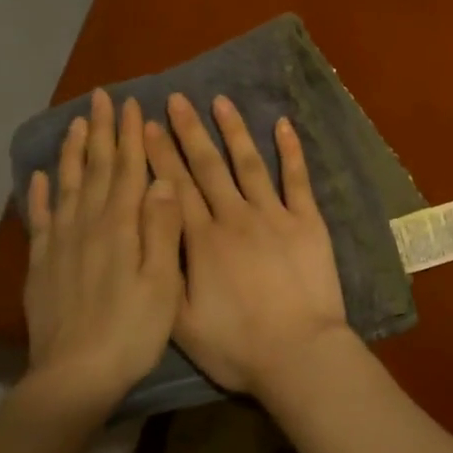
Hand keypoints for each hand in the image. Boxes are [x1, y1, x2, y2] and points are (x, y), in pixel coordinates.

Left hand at [21, 88, 183, 412]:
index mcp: (119, 226)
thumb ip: (162, 228)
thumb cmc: (132, 329)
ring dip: (72, 153)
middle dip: (101, 131)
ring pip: (66, 186)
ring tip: (75, 124)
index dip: (129, 135)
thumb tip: (163, 178)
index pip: (126, 169)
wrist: (75, 376)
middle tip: (101, 97)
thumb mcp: (163, 281)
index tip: (132, 104)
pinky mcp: (41, 265)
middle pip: (95, 169)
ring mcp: (59, 244)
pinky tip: (38, 177)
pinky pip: (40, 219)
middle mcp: (87, 225)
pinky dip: (39, 195)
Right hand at [145, 93, 352, 395]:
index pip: (174, 188)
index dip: (158, 155)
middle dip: (188, 131)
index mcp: (202, 241)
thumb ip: (164, 273)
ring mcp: (274, 215)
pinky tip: (282, 124)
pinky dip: (291, 150)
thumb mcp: (181, 322)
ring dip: (234, 130)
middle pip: (208, 167)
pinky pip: (297, 178)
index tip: (145, 125)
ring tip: (221, 101)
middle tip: (176, 99)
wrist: (298, 353)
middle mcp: (235, 217)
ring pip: (249, 163)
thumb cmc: (237, 346)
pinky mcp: (307, 221)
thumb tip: (150, 230)